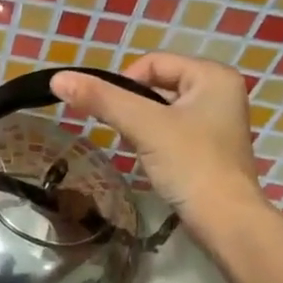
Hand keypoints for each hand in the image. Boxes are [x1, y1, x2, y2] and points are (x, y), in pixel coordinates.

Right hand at [50, 54, 265, 242]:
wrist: (224, 220)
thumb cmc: (190, 164)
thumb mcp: (143, 126)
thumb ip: (102, 100)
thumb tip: (58, 79)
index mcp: (213, 75)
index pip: (153, 62)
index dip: (125, 84)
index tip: (113, 115)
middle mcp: (220, 92)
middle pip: (158, 86)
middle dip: (134, 108)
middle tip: (127, 135)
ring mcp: (217, 122)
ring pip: (163, 111)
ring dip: (143, 127)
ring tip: (140, 150)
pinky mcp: (210, 149)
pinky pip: (173, 133)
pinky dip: (156, 143)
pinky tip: (153, 162)